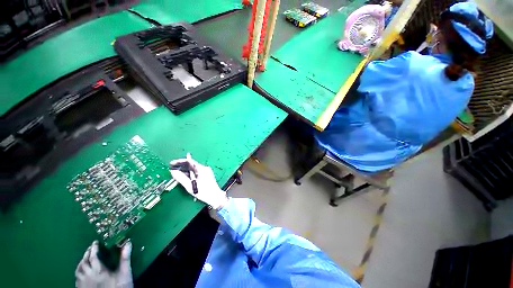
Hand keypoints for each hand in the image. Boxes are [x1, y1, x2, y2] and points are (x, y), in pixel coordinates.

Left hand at [75, 241, 132, 287]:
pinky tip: (82, 273)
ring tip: (84, 259)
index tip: (95, 242)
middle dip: (86, 254)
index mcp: (98, 271)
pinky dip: (79, 272)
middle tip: (90, 248)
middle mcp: (88, 276)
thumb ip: (125, 259)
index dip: (94, 249)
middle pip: (84, 263)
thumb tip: (127, 243)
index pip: (93, 257)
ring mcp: (84, 284)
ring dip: (81, 262)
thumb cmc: (119, 287)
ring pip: (78, 270)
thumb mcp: (125, 273)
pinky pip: (77, 278)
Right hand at [170, 153, 227, 209]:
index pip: (190, 161)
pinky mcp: (206, 175)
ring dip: (185, 171)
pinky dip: (190, 174)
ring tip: (176, 174)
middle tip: (172, 170)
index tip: (172, 164)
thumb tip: (173, 172)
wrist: (215, 197)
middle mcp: (204, 168)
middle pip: (191, 165)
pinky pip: (196, 172)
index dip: (180, 162)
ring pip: (193, 169)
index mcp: (201, 169)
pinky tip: (184, 177)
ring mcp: (206, 171)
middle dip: (181, 167)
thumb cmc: (204, 192)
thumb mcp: (190, 186)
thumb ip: (181, 178)